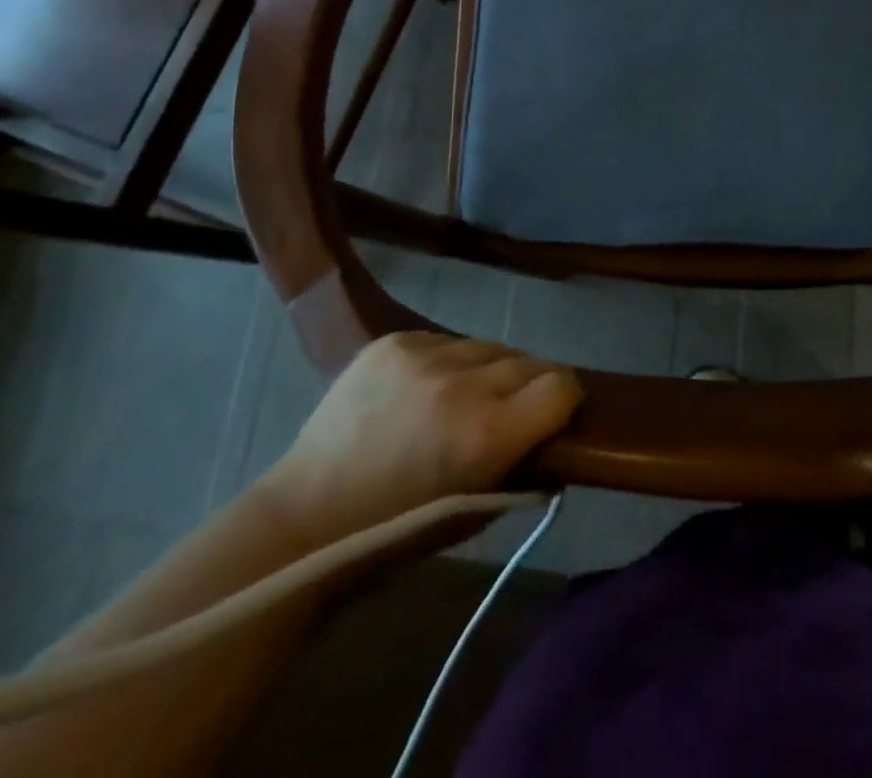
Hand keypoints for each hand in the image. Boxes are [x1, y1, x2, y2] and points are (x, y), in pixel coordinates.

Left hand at [261, 332, 582, 548]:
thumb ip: (523, 465)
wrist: (306, 517)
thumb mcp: (477, 512)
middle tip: (509, 412)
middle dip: (529, 386)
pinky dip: (448, 362)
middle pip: (529, 362)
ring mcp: (424, 356)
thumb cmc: (399, 530)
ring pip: (488, 347)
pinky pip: (446, 340)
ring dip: (488, 371)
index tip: (554, 415)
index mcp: (486, 434)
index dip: (564, 401)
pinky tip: (423, 391)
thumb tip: (555, 430)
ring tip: (462, 400)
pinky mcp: (394, 341)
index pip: (561, 386)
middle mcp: (461, 385)